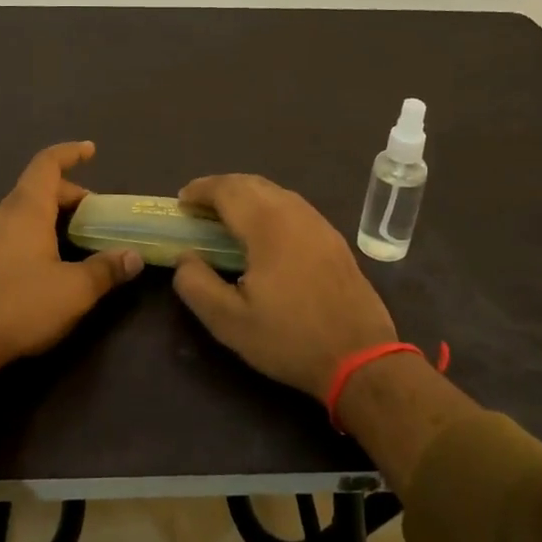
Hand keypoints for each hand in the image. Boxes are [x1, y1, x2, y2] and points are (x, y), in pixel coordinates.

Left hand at [0, 141, 143, 368]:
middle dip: (64, 197)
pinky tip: (17, 258)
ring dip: (36, 217)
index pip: (47, 164)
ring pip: (11, 213)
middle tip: (88, 218)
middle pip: (33, 190)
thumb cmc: (19, 306)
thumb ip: (106, 269)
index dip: (70, 153)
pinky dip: (12, 236)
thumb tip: (134, 256)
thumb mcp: (74, 291)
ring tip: (56, 239)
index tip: (89, 150)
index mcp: (25, 209)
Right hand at [172, 174, 396, 401]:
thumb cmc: (290, 339)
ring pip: (275, 192)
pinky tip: (262, 232)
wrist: (361, 358)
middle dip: (220, 187)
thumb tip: (185, 258)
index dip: (200, 190)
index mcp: (268, 227)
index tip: (180, 202)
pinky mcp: (333, 239)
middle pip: (252, 183)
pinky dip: (268, 206)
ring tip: (225, 216)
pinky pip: (293, 206)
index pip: (227, 190)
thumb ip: (196, 285)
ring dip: (245, 195)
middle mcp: (295, 214)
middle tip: (198, 207)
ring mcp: (319, 224)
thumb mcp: (229, 322)